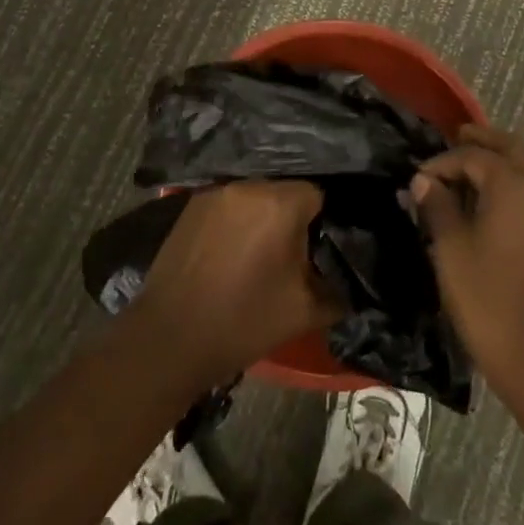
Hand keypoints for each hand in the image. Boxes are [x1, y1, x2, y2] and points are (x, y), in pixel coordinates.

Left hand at [131, 181, 343, 388]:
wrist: (170, 338)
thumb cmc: (243, 322)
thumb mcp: (305, 312)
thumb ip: (338, 290)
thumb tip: (353, 281)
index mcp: (280, 202)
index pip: (319, 194)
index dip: (325, 220)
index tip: (323, 246)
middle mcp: (249, 185)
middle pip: (285, 190)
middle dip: (293, 216)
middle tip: (295, 251)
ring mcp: (216, 191)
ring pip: (255, 195)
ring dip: (263, 216)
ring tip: (262, 250)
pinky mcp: (192, 204)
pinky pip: (229, 203)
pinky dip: (237, 219)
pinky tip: (234, 248)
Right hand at [411, 119, 523, 399]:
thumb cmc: (488, 298)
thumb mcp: (450, 250)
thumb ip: (438, 208)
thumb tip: (424, 182)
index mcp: (511, 183)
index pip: (472, 158)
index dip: (442, 164)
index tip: (419, 181)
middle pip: (516, 149)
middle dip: (487, 139)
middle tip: (463, 133)